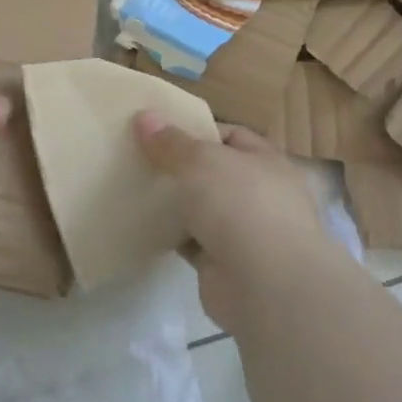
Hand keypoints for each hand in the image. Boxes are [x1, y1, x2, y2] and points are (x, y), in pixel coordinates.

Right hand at [133, 114, 332, 333]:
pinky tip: (142, 224)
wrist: (266, 286)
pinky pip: (191, 241)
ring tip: (134, 187)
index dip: (196, 130)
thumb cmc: (241, 205)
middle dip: (180, 167)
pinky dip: (171, 235)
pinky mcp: (224, 265)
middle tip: (139, 158)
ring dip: (175, 203)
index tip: (158, 130)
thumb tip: (144, 116)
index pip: (231, 136)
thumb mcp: (200, 160)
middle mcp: (260, 195)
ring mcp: (245, 233)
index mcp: (266, 162)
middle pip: (213, 173)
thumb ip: (171, 142)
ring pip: (201, 209)